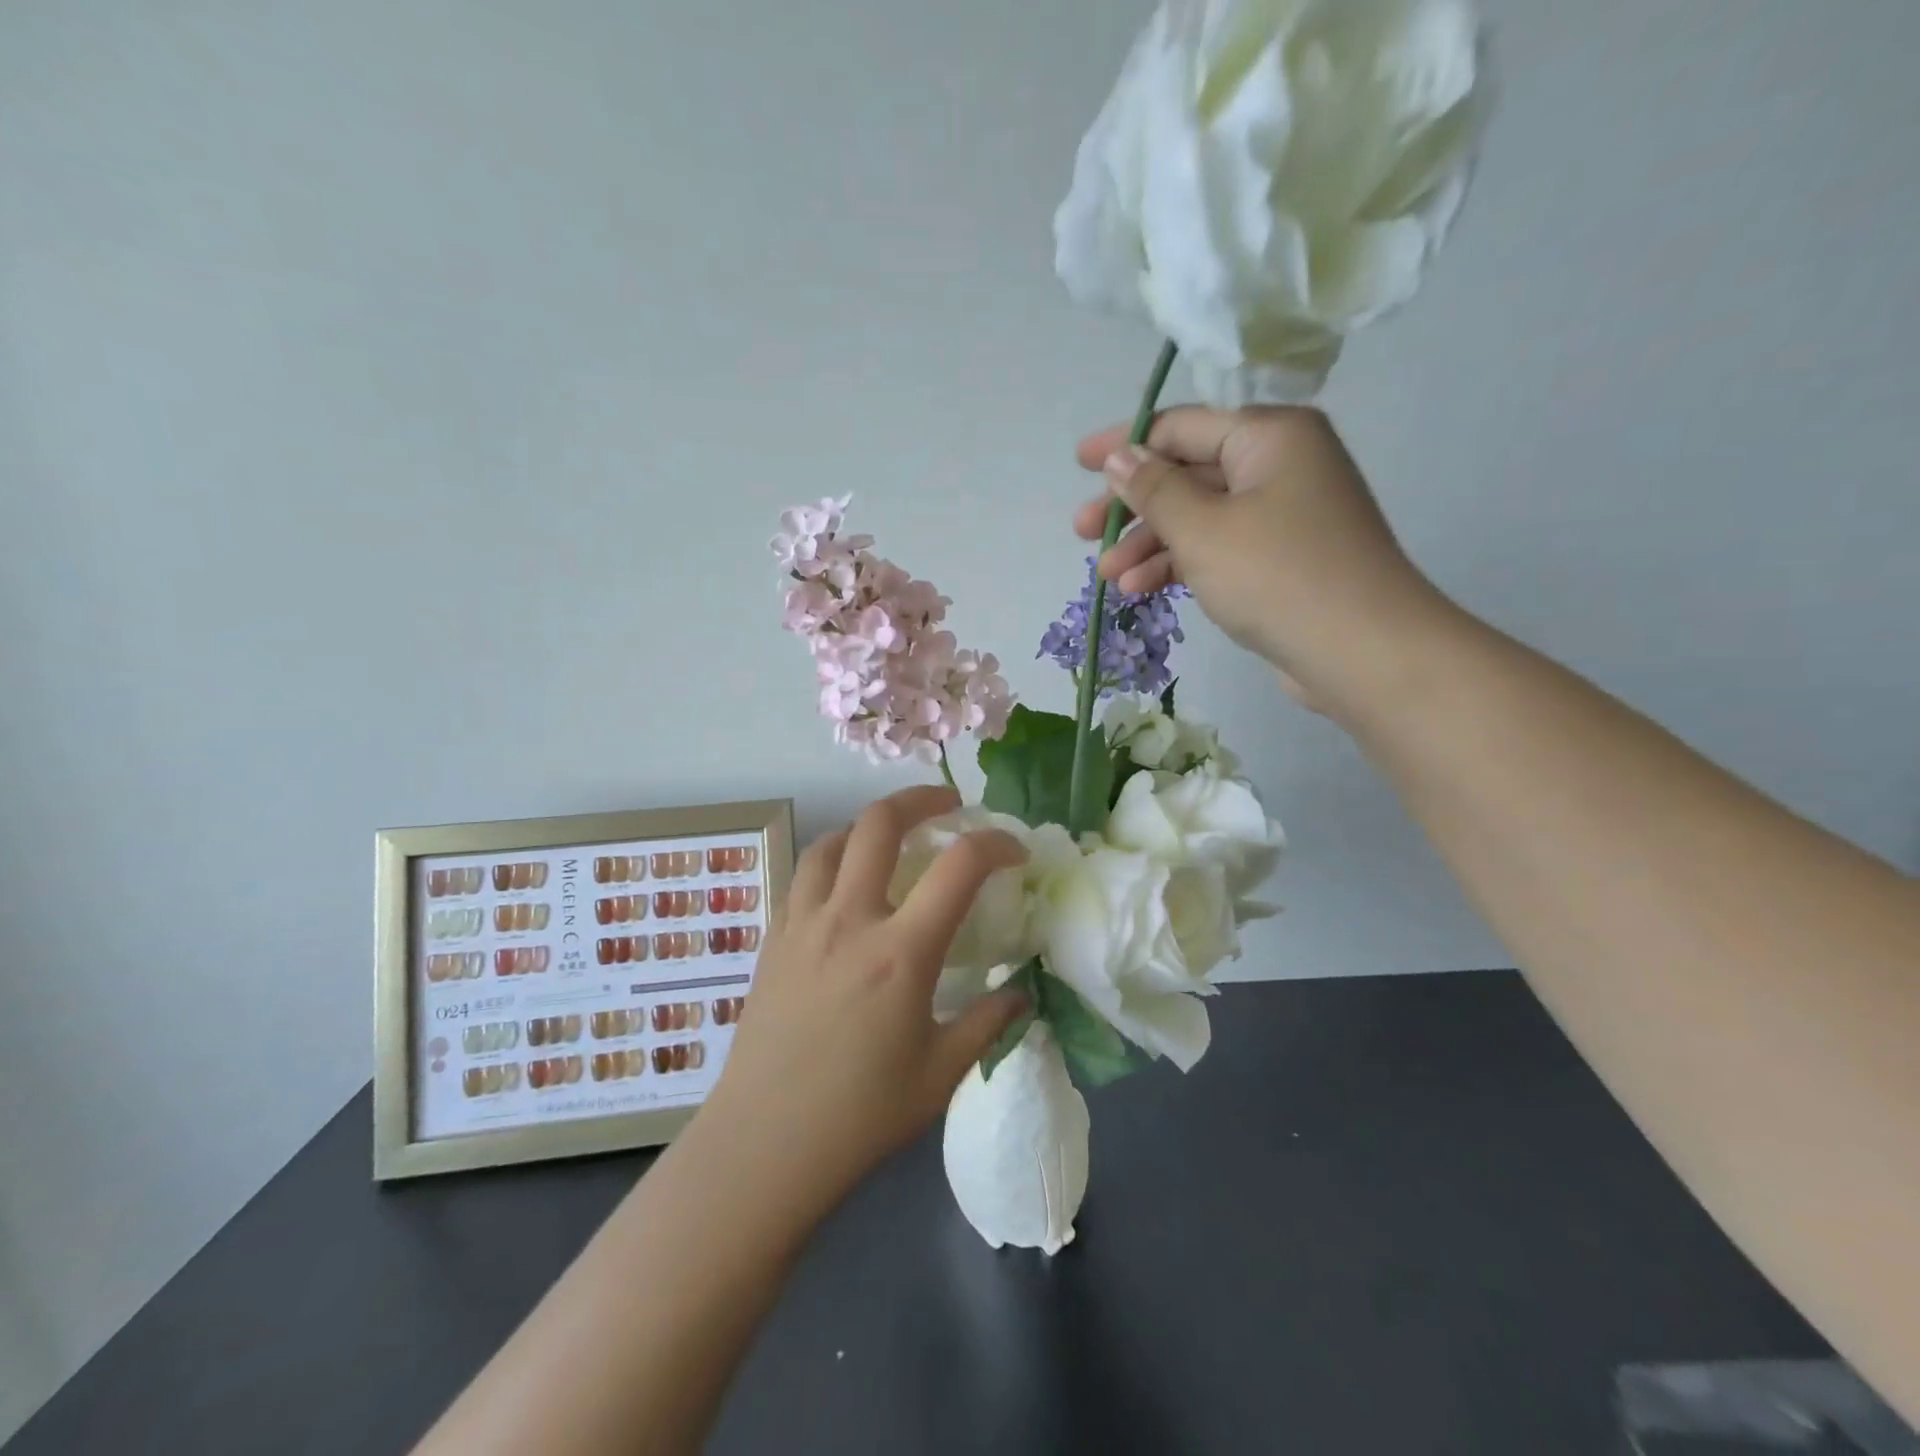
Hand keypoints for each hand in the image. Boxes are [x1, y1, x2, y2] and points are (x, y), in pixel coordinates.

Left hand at [701, 785, 1028, 1210]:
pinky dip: (831, 861)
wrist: (763, 1145)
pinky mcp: (773, 940)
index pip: (959, 866)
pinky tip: (843, 887)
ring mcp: (803, 925)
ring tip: (891, 838)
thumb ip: (988, 1024)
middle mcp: (849, 921)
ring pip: (832, 841)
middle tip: (948, 804)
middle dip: (921, 798)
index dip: (995, 843)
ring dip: (868, 826)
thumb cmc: (859, 1116)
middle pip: (881, 824)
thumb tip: (1020, 993)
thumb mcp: (941, 1074)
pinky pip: (803, 877)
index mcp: (901, 953)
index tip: (1014, 850)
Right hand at [1074, 406, 1444, 718]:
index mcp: (1267, 436)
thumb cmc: (1276, 575)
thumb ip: (1153, 489)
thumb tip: (1116, 456)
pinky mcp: (1280, 559)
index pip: (1181, 427)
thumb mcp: (1201, 529)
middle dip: (1132, 507)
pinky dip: (1180, 564)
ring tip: (1107, 576)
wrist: (1360, 651)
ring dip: (1149, 544)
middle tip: (1082, 532)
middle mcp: (1278, 464)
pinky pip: (1218, 548)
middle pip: (1187, 474)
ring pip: (1199, 517)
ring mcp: (1282, 514)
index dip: (1125, 444)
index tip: (1080, 463)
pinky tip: (1141, 589)